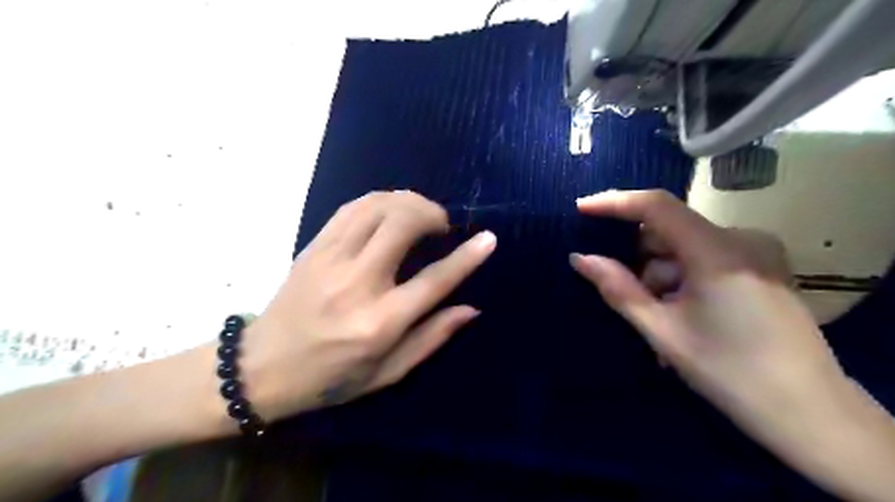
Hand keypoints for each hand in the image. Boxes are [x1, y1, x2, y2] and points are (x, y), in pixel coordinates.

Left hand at [241, 191, 496, 422]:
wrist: (261, 367)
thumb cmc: (330, 377)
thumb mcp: (387, 372)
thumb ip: (432, 338)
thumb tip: (470, 308)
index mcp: (379, 323)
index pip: (433, 281)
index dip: (467, 257)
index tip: (488, 238)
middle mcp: (356, 284)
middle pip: (401, 225)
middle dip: (431, 214)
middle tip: (442, 226)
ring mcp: (330, 260)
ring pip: (376, 207)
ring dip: (407, 201)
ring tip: (420, 214)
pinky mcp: (313, 247)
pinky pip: (351, 208)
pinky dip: (379, 200)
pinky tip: (391, 210)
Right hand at [570, 191, 843, 432]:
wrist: (809, 412)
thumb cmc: (729, 371)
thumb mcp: (662, 330)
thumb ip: (618, 288)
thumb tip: (579, 258)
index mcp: (716, 250)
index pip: (656, 206)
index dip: (615, 203)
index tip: (581, 210)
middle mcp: (740, 239)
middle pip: (670, 231)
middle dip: (639, 259)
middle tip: (625, 296)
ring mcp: (755, 253)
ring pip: (685, 250)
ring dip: (661, 277)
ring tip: (657, 323)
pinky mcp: (761, 268)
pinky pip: (705, 261)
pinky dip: (682, 281)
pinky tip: (681, 317)